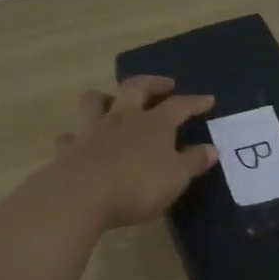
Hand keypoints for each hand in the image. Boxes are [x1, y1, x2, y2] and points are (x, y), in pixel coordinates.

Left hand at [50, 76, 218, 229]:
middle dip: (153, 83)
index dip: (195, 102)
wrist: (80, 197)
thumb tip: (211, 149)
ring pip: (95, 101)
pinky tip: (80, 144)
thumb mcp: (176, 178)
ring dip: (106, 98)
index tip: (208, 99)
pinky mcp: (67, 149)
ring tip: (114, 103)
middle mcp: (122, 118)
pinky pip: (70, 137)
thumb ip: (193, 162)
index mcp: (154, 124)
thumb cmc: (137, 186)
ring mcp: (91, 130)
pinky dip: (76, 138)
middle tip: (165, 85)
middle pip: (136, 88)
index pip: (180, 105)